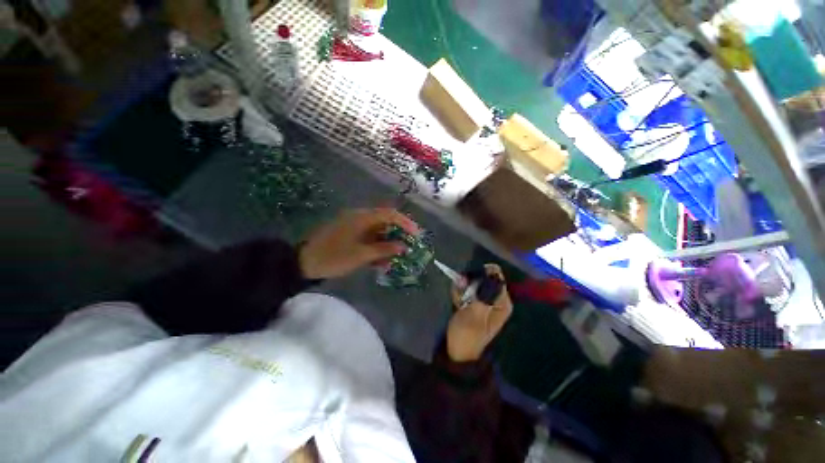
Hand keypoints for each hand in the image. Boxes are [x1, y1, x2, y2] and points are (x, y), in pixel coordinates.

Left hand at [299, 208, 419, 279]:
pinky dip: (376, 247)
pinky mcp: (350, 234)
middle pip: (385, 222)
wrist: (304, 263)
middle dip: (398, 234)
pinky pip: (368, 238)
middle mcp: (359, 218)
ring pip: (377, 231)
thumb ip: (384, 249)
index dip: (405, 223)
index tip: (416, 234)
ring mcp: (354, 226)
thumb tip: (403, 246)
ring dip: (387, 243)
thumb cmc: (334, 257)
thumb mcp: (361, 255)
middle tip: (408, 246)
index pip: (389, 214)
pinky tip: (381, 260)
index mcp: (362, 218)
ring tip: (396, 257)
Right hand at [446, 264, 512, 361]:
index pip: (496, 275)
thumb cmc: (467, 335)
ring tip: (458, 301)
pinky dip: (459, 293)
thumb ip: (483, 293)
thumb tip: (490, 272)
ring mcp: (485, 300)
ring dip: (462, 288)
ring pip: (472, 282)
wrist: (457, 352)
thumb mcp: (475, 314)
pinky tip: (457, 303)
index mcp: (502, 302)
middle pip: (483, 277)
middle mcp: (496, 299)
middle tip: (460, 289)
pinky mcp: (474, 302)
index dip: (481, 274)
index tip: (467, 280)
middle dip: (469, 281)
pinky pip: (467, 289)